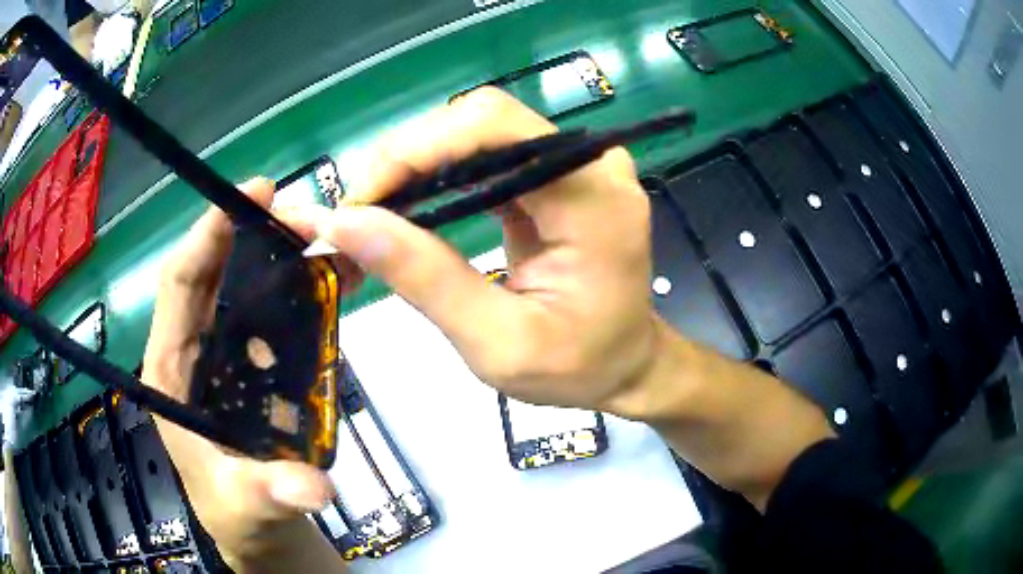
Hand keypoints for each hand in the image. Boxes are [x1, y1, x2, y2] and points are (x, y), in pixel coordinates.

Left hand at [141, 179, 339, 569]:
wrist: (258, 529)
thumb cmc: (234, 513)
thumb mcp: (244, 507)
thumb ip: (268, 494)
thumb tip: (313, 487)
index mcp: (171, 368)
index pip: (180, 283)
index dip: (210, 234)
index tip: (254, 194)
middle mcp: (195, 350)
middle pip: (217, 275)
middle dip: (254, 237)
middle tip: (304, 216)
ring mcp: (228, 358)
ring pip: (249, 293)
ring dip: (284, 263)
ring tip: (328, 241)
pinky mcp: (257, 370)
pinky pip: (277, 322)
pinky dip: (304, 298)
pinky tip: (337, 286)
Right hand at [298, 87, 660, 413]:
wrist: (625, 364)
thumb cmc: (577, 368)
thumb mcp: (498, 344)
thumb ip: (425, 278)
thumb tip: (344, 224)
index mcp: (593, 197)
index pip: (494, 127)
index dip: (415, 149)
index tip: (358, 203)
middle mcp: (590, 163)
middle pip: (480, 122)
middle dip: (405, 160)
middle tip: (355, 216)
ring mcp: (575, 164)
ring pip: (476, 134)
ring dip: (415, 168)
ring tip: (372, 216)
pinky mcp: (555, 176)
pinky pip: (486, 156)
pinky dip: (438, 177)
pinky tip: (408, 209)